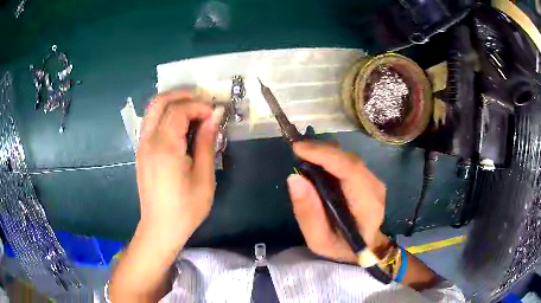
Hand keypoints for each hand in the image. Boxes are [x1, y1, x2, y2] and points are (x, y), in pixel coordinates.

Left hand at [136, 90, 220, 245]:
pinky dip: (166, 116)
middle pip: (159, 102)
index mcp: (164, 147)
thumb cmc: (185, 208)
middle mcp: (148, 141)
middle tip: (202, 102)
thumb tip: (213, 118)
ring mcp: (142, 146)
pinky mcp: (141, 152)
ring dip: (173, 104)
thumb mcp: (204, 178)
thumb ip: (206, 143)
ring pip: (153, 110)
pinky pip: (151, 123)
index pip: (178, 110)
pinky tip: (181, 127)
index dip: (198, 106)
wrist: (160, 228)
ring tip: (194, 111)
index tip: (215, 115)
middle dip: (182, 95)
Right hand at [287, 141, 389, 262]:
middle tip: (296, 150)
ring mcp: (374, 181)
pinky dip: (330, 158)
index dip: (325, 155)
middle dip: (322, 151)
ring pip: (349, 158)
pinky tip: (316, 161)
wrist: (364, 248)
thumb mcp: (319, 240)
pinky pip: (348, 162)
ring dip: (325, 153)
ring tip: (303, 155)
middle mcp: (375, 188)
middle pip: (349, 160)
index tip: (298, 149)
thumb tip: (294, 178)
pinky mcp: (368, 178)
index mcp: (367, 206)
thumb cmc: (341, 247)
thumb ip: (308, 213)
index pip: (350, 170)